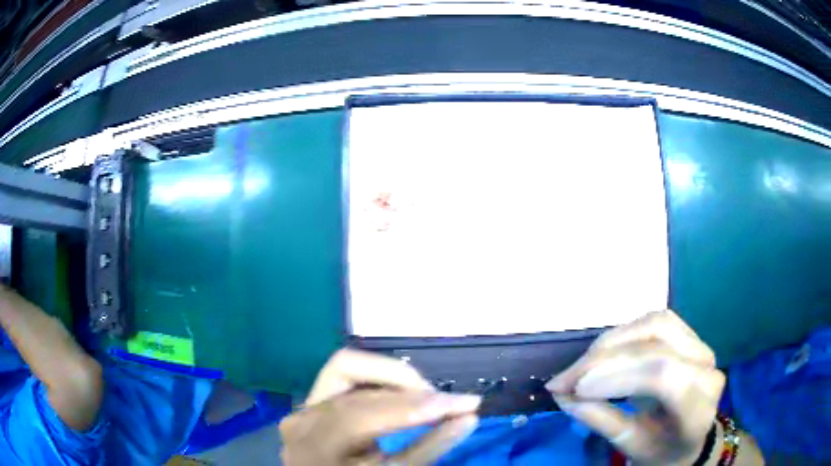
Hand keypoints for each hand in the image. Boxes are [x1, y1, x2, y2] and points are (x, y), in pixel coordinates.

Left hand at [280, 349, 480, 465]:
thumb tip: (468, 418)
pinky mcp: (310, 401)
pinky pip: (344, 376)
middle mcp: (300, 419)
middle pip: (357, 389)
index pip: (363, 416)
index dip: (414, 408)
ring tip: (426, 396)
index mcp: (313, 448)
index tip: (463, 406)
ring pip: (348, 370)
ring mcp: (302, 407)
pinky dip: (378, 379)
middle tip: (450, 402)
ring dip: (394, 379)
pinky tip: (400, 392)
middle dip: (412, 391)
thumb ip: (427, 449)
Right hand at [546, 310, 723, 465]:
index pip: (662, 376)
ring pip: (654, 324)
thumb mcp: (631, 446)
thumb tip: (563, 396)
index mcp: (698, 406)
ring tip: (581, 366)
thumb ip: (601, 420)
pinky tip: (604, 353)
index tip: (574, 389)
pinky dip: (623, 335)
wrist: (690, 438)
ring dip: (611, 342)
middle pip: (655, 344)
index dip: (616, 376)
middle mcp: (706, 366)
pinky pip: (654, 322)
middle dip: (603, 359)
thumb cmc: (662, 450)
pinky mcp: (690, 335)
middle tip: (564, 379)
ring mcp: (701, 345)